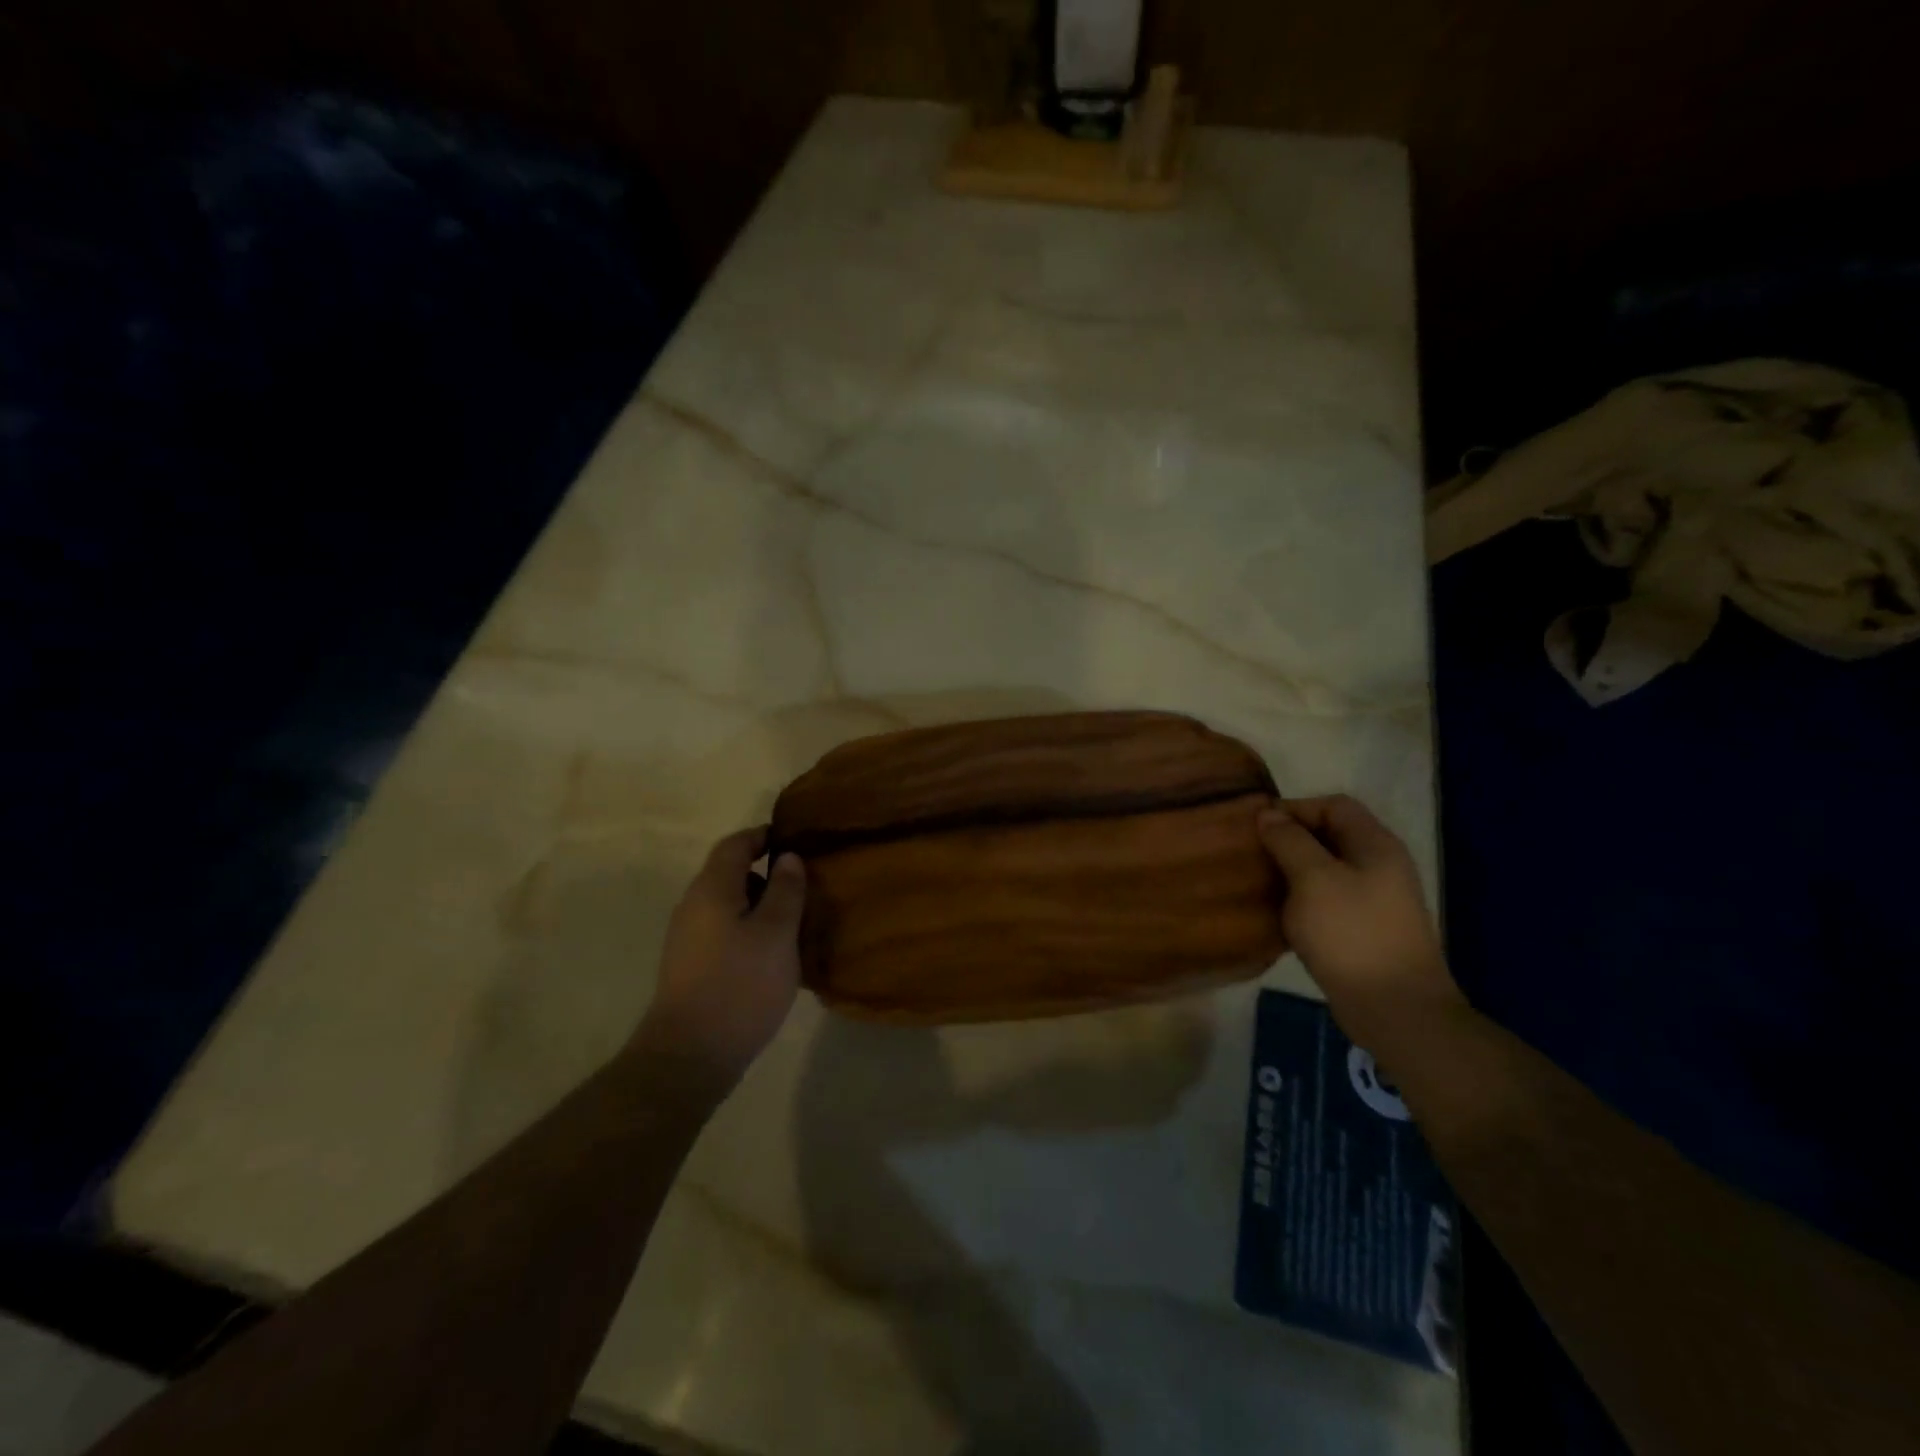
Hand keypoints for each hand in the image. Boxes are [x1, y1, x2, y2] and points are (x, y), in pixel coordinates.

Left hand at [634, 827, 805, 1093]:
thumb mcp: (776, 932)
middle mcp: (693, 906)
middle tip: (804, 886)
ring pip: (728, 906)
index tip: (795, 840)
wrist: (690, 1055)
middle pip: (730, 874)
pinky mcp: (690, 966)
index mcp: (712, 889)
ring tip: (794, 923)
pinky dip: (749, 931)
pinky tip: (771, 956)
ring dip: (760, 906)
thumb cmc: (740, 984)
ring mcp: (688, 938)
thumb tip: (787, 857)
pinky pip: (724, 932)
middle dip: (766, 875)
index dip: (764, 836)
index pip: (735, 844)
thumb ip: (785, 890)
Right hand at [1257, 795, 1464, 1055]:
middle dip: (1290, 840)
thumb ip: (1289, 841)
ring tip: (1258, 882)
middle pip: (1330, 836)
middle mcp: (1379, 866)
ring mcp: (1375, 900)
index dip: (1295, 809)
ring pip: (1326, 870)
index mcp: (1375, 845)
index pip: (1334, 806)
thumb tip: (1268, 814)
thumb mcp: (1313, 879)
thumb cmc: (1352, 933)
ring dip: (1292, 871)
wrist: (1395, 1008)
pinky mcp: (1364, 930)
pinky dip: (1301, 900)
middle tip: (1252, 853)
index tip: (1258, 826)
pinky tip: (1277, 914)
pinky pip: (1327, 900)